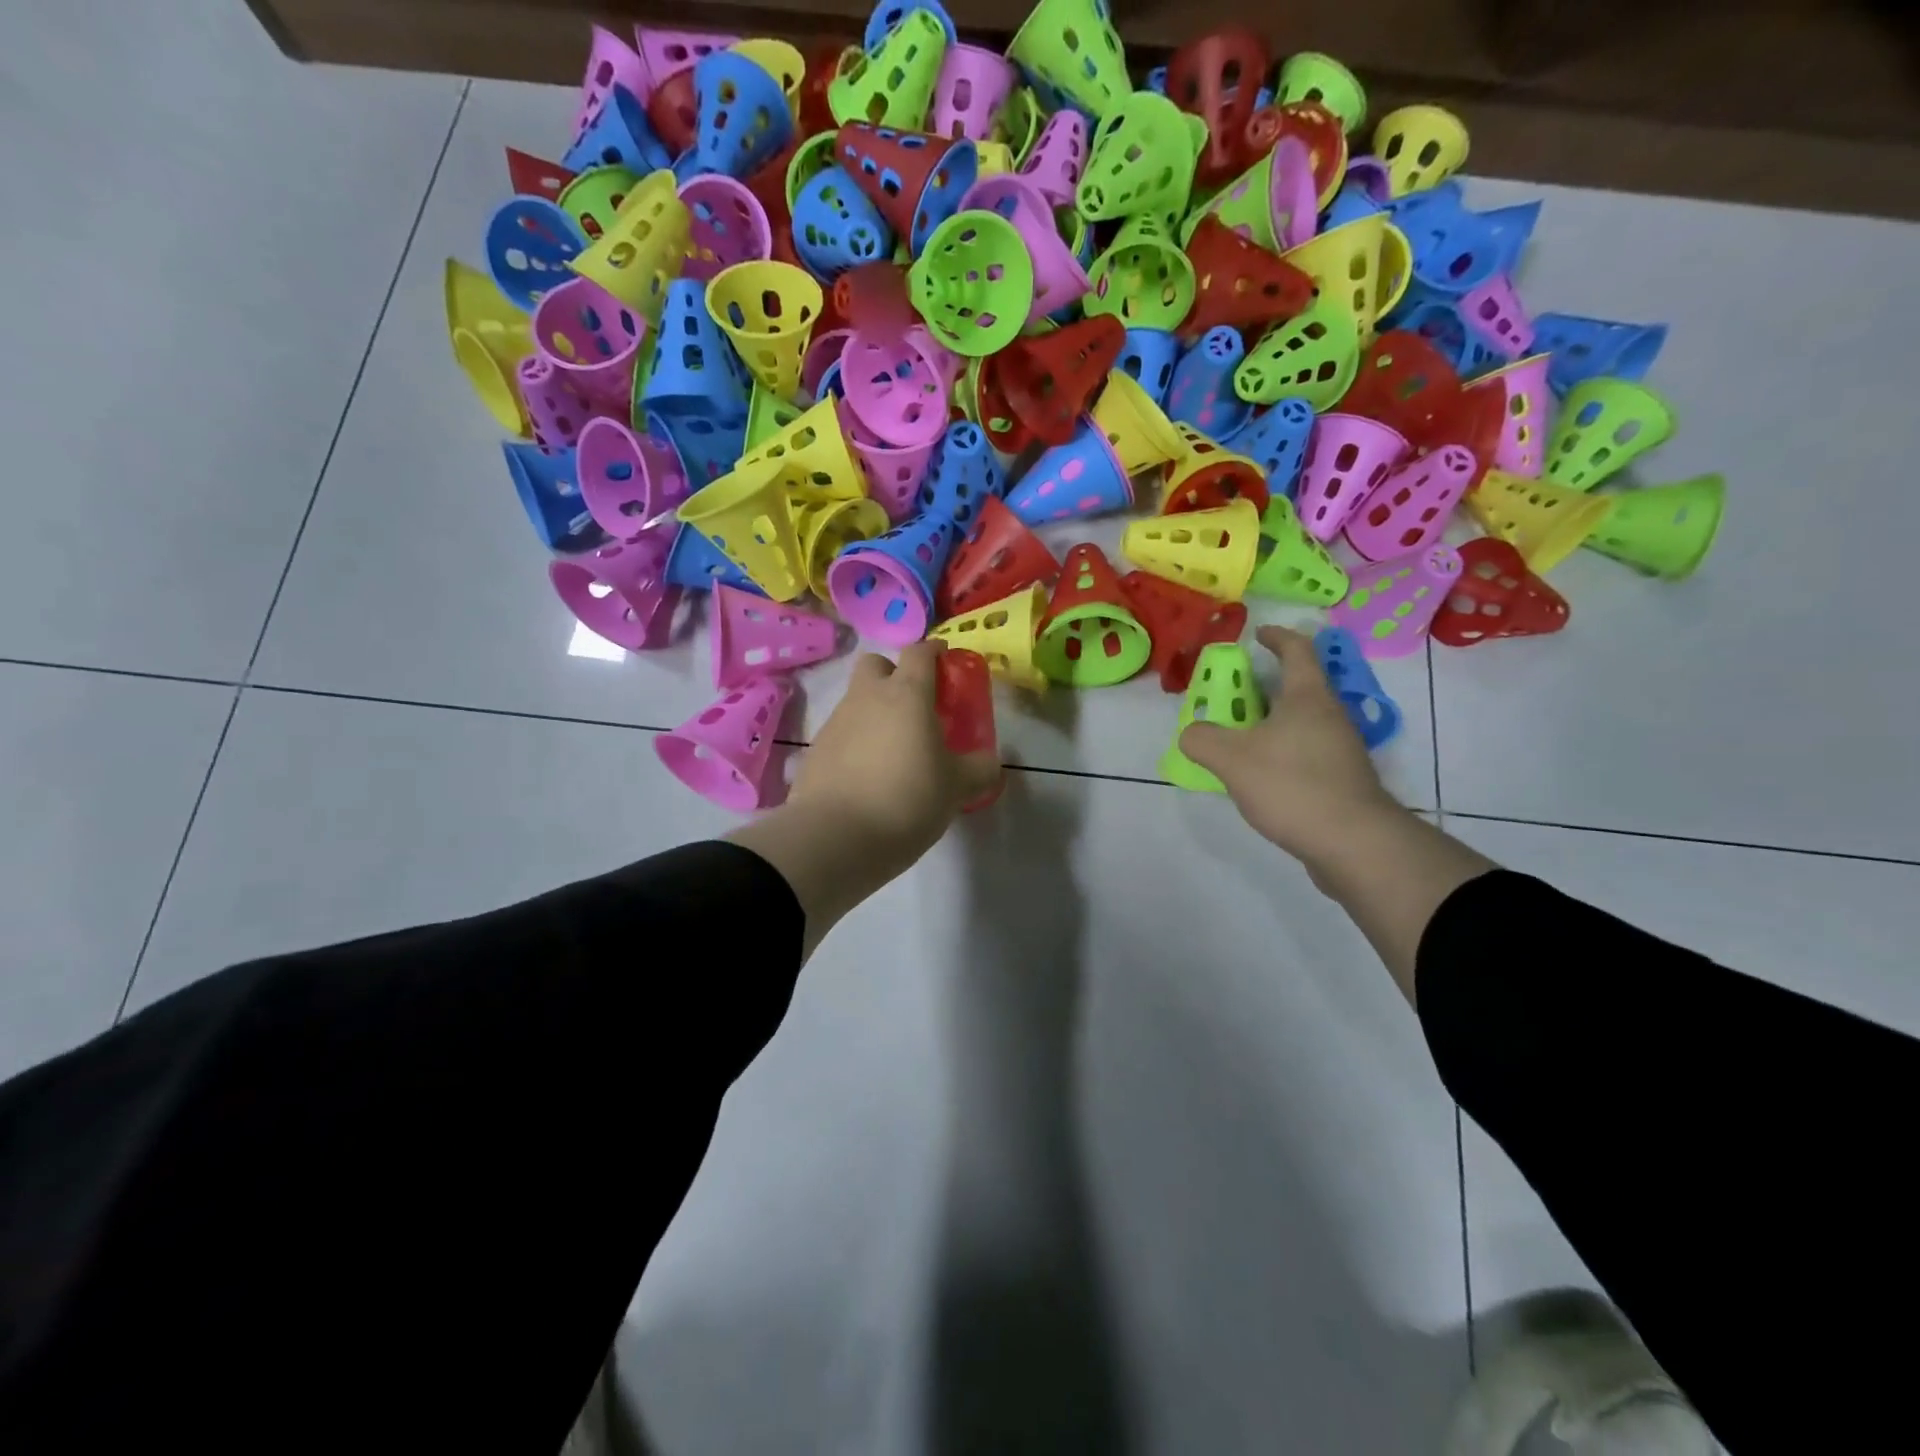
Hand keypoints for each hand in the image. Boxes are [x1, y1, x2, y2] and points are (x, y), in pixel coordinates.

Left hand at [790, 642, 1001, 867]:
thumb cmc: (906, 799)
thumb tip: (990, 761)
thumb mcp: (956, 788)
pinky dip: (855, 744)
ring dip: (875, 713)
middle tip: (914, 706)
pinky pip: (841, 734)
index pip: (919, 652)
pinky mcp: (815, 751)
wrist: (835, 837)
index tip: (945, 662)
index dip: (934, 652)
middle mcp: (867, 698)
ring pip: (857, 701)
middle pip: (876, 663)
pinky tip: (867, 777)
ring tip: (894, 752)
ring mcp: (835, 722)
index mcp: (907, 694)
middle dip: (894, 674)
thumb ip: (979, 769)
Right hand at [1180, 626, 1407, 874]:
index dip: (1276, 637)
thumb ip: (1202, 739)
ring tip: (1238, 737)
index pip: (1297, 650)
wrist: (1353, 842)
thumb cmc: (1292, 785)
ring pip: (1301, 721)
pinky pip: (1305, 751)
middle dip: (1263, 686)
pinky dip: (1281, 750)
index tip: (1257, 634)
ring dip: (1271, 721)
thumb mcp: (1231, 759)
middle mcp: (1330, 715)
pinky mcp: (1342, 779)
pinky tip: (1259, 774)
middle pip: (1298, 687)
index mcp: (1307, 696)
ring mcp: (1341, 748)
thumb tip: (1192, 733)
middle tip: (1231, 695)